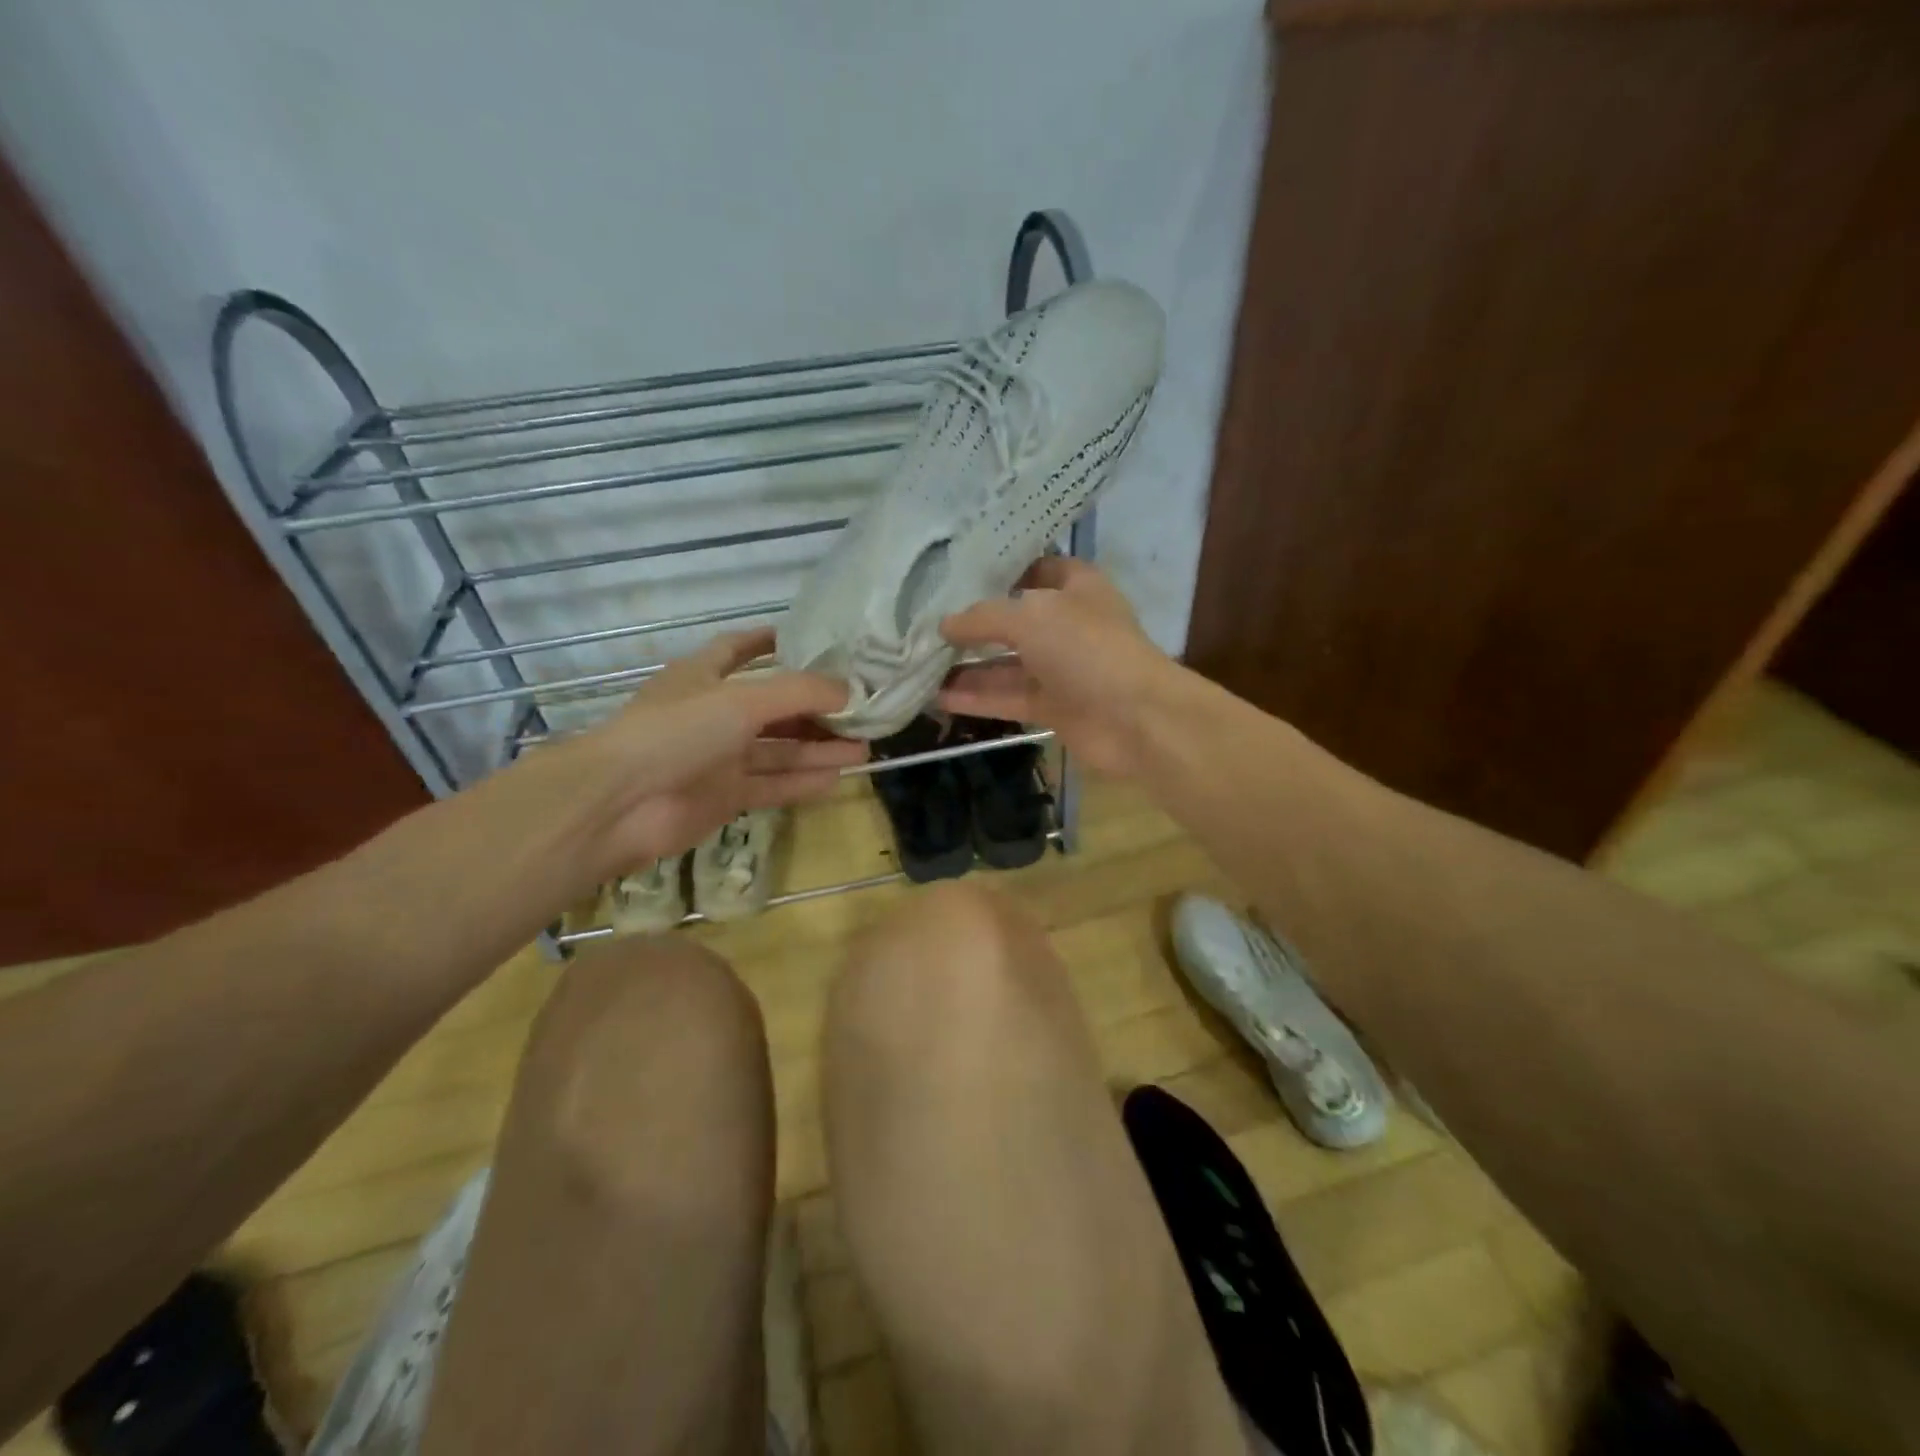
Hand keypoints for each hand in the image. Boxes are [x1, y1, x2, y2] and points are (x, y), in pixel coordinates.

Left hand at [554, 629, 865, 876]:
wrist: (620, 803)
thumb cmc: (677, 732)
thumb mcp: (742, 700)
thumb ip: (799, 693)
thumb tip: (848, 691)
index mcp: (703, 677)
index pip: (738, 649)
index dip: (771, 642)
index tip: (811, 641)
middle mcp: (712, 714)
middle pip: (772, 707)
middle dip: (814, 709)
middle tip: (859, 711)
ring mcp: (718, 758)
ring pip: (777, 750)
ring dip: (817, 748)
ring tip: (863, 749)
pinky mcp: (723, 797)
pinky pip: (771, 785)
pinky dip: (801, 782)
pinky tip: (836, 779)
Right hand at [938, 557, 1171, 777]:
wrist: (1136, 719)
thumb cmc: (1087, 649)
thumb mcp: (1030, 617)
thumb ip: (983, 618)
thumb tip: (945, 625)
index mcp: (1075, 586)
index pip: (1031, 569)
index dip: (996, 570)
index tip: (951, 574)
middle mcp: (1066, 623)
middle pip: (1011, 619)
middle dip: (971, 623)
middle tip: (921, 623)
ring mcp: (1060, 667)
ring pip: (1004, 663)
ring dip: (965, 666)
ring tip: (917, 664)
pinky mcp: (1052, 706)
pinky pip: (1007, 696)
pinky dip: (975, 697)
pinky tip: (935, 697)